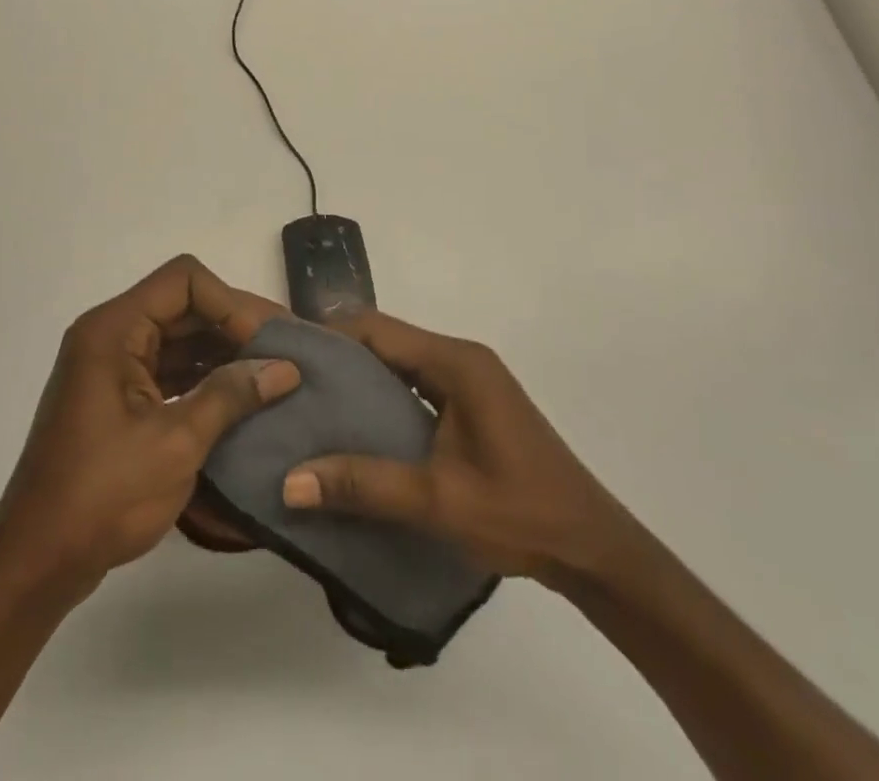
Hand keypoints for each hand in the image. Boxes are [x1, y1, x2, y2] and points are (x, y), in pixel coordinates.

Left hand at [0, 256, 299, 594]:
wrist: (38, 560)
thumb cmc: (103, 495)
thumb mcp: (176, 443)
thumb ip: (230, 395)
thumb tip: (285, 368)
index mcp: (114, 329)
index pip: (184, 281)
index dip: (230, 303)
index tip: (268, 341)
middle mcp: (110, 335)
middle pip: (183, 305)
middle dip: (234, 325)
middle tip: (287, 351)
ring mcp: (112, 367)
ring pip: (178, 337)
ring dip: (223, 352)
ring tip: (274, 374)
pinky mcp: (117, 397)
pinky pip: (168, 369)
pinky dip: (203, 378)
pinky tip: (241, 399)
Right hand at [281, 311, 628, 585]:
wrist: (593, 548)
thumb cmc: (520, 513)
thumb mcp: (438, 500)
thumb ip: (364, 484)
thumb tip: (289, 482)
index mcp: (455, 362)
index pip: (377, 329)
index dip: (329, 336)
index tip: (285, 357)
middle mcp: (460, 357)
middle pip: (386, 341)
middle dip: (338, 357)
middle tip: (289, 385)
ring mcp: (468, 379)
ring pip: (399, 363)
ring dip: (359, 379)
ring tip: (311, 405)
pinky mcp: (471, 403)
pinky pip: (415, 385)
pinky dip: (383, 397)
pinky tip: (356, 428)